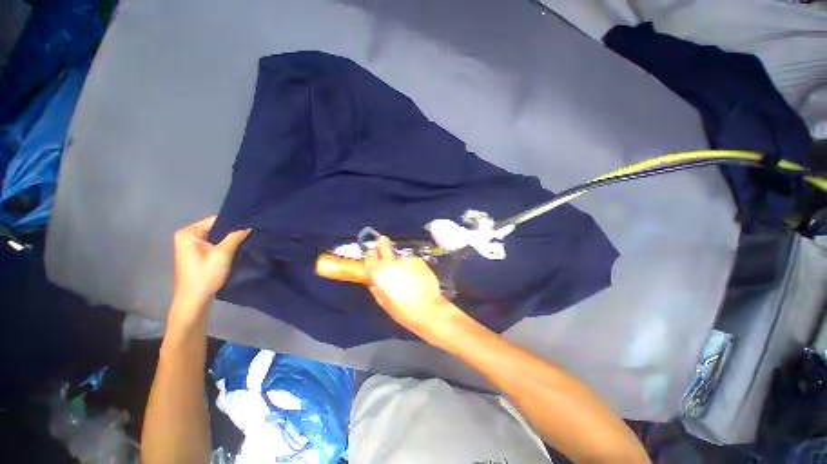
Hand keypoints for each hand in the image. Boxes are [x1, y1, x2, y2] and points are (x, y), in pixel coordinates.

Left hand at [171, 216, 250, 313]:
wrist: (194, 300)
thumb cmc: (205, 275)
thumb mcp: (223, 254)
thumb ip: (236, 237)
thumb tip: (249, 225)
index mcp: (188, 232)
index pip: (216, 220)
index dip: (234, 223)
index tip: (251, 225)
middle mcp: (186, 235)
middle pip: (215, 227)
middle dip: (232, 231)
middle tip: (251, 233)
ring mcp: (189, 245)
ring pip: (215, 236)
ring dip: (229, 239)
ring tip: (246, 240)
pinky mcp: (195, 253)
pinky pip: (213, 243)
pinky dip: (223, 245)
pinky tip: (235, 248)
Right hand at [364, 237, 459, 340]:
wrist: (429, 310)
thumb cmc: (403, 311)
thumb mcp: (383, 302)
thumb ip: (375, 287)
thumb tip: (373, 279)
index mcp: (378, 273)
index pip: (369, 255)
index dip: (371, 255)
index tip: (373, 257)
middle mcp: (391, 262)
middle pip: (383, 243)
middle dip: (382, 243)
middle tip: (384, 247)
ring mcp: (406, 259)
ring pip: (399, 256)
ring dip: (401, 262)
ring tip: (408, 277)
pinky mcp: (419, 260)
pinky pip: (411, 261)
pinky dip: (412, 266)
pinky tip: (417, 278)